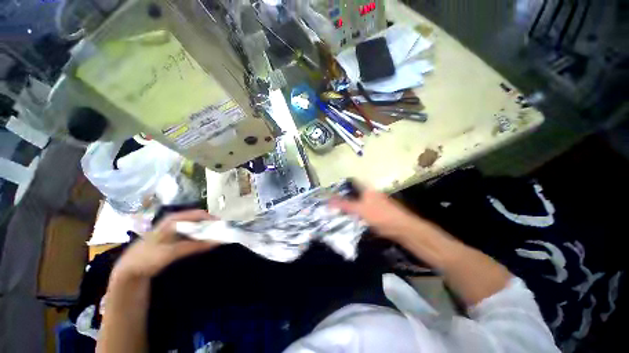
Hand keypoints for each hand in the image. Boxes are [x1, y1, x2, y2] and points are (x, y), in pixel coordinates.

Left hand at [111, 210, 219, 280]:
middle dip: (211, 225)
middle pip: (199, 219)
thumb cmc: (149, 258)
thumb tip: (217, 241)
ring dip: (206, 232)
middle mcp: (176, 221)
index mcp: (174, 220)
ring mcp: (175, 228)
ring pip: (196, 226)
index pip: (199, 214)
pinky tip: (204, 243)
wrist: (130, 269)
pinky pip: (192, 233)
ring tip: (216, 238)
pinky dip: (200, 237)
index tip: (224, 227)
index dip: (212, 219)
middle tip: (222, 233)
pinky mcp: (175, 237)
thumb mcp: (172, 253)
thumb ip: (195, 246)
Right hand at [330, 188, 432, 241]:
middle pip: (355, 193)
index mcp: (368, 190)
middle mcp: (371, 194)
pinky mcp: (377, 213)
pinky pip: (363, 211)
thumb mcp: (359, 210)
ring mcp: (375, 203)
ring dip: (350, 206)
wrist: (401, 228)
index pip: (353, 182)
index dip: (343, 185)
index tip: (332, 190)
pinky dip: (356, 213)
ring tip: (338, 210)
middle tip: (332, 203)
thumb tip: (329, 200)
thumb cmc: (380, 215)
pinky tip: (350, 218)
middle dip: (344, 197)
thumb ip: (344, 205)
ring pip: (359, 202)